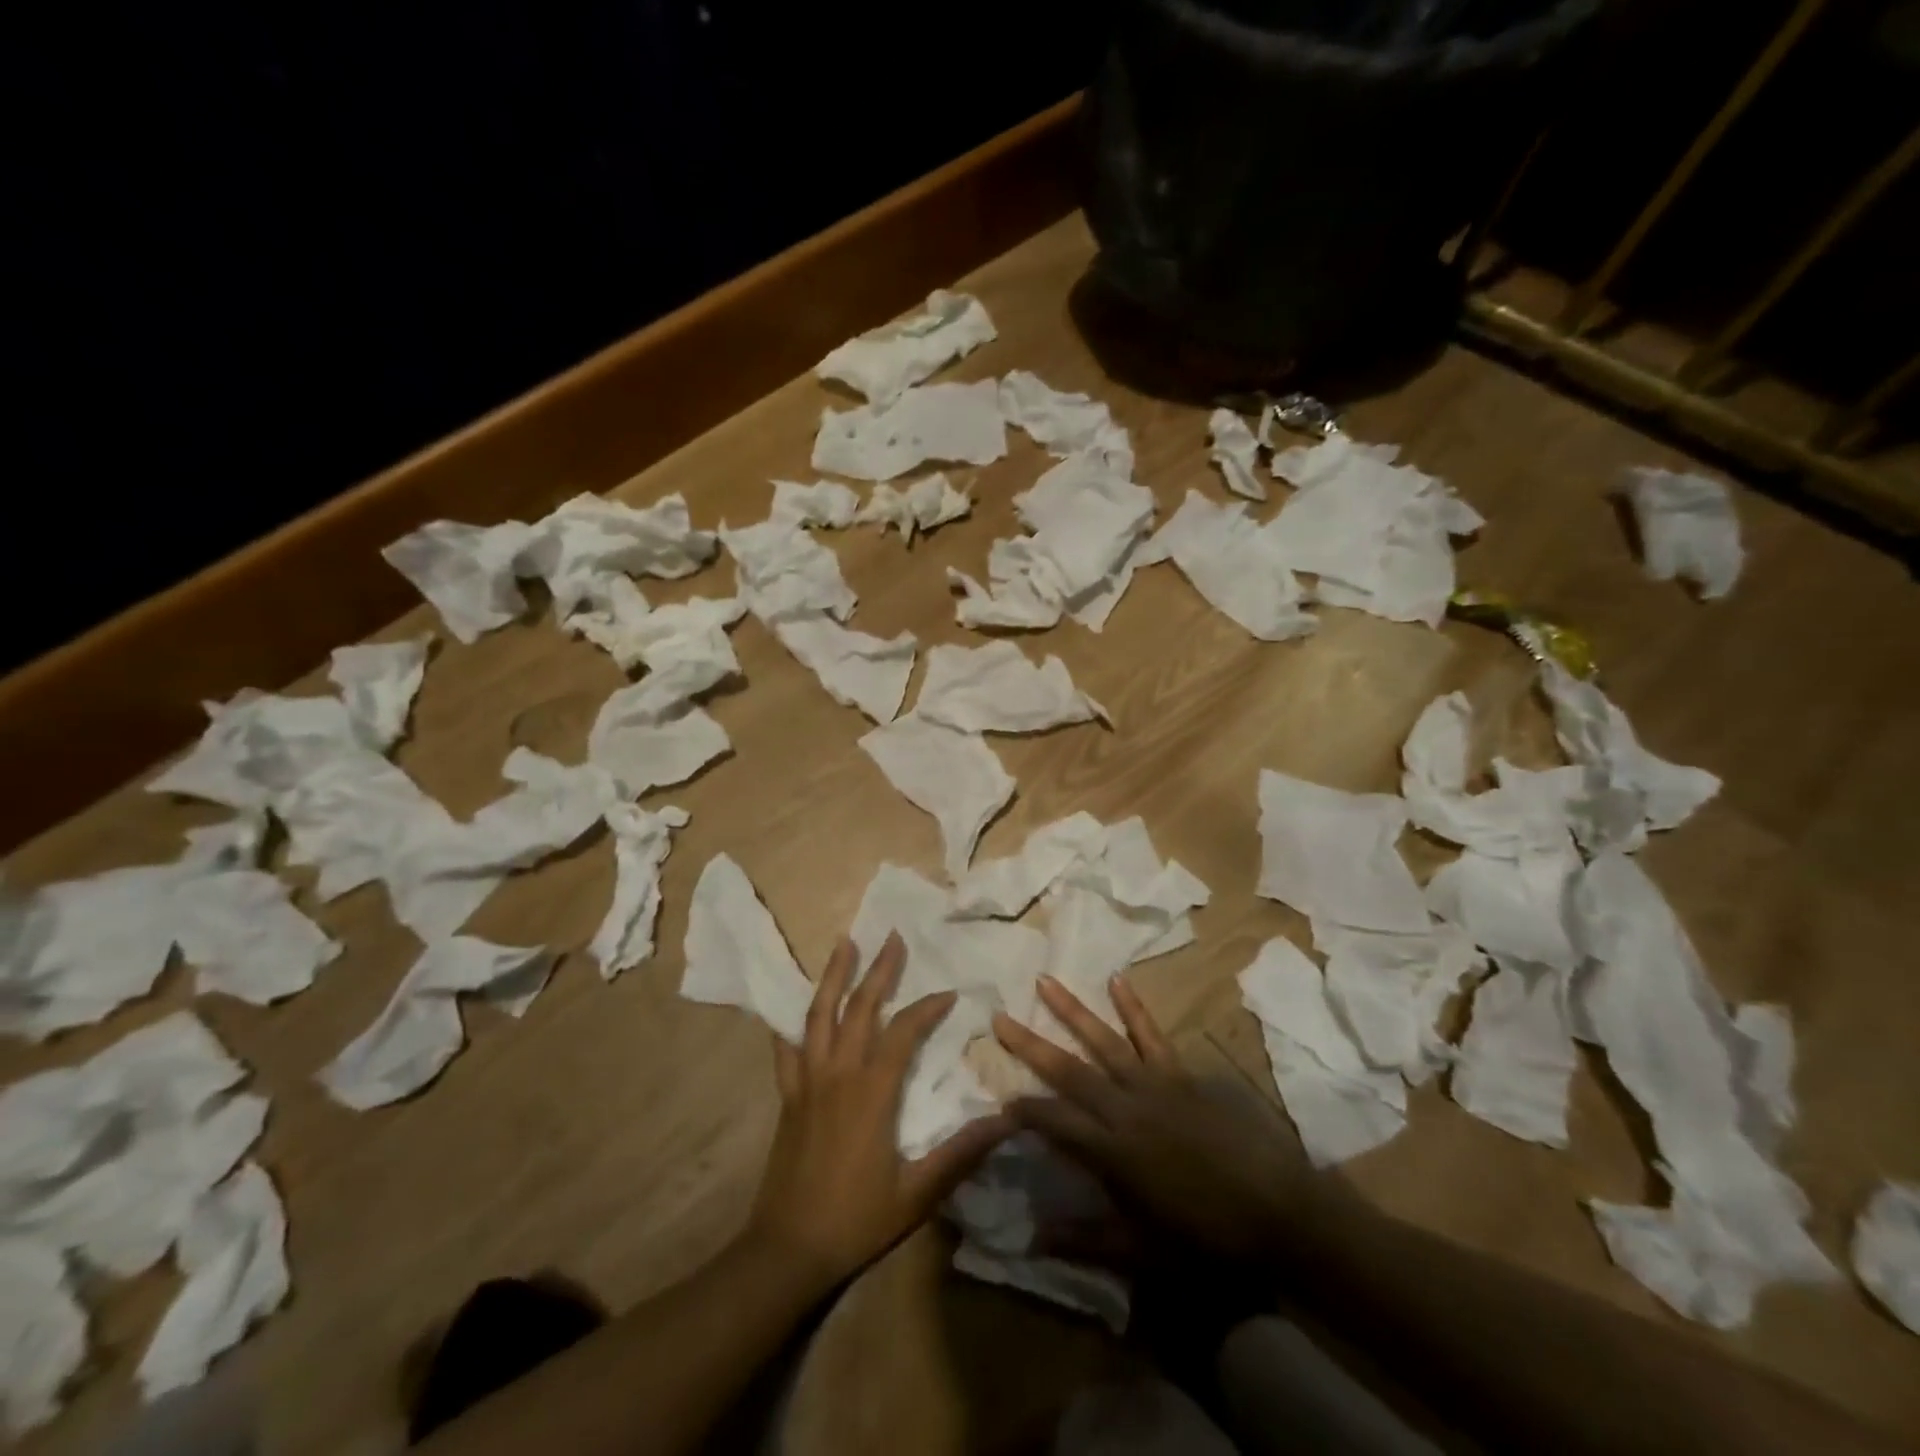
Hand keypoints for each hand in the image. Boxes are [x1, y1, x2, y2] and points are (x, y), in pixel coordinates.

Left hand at [744, 933, 1011, 1292]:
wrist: (789, 1249)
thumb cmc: (858, 1218)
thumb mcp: (918, 1192)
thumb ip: (961, 1153)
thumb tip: (1007, 1121)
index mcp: (872, 1091)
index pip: (903, 1032)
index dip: (927, 1008)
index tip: (949, 994)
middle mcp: (838, 1073)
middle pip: (859, 1008)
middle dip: (879, 970)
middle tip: (893, 937)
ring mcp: (807, 1081)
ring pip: (817, 1015)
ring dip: (833, 976)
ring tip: (844, 944)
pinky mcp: (788, 1096)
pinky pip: (786, 1050)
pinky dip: (789, 1023)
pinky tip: (791, 1008)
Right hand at [993, 975, 1309, 1266]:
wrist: (1279, 1212)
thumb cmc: (1209, 1239)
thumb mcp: (1144, 1255)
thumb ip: (1087, 1242)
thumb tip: (1032, 1237)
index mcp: (1112, 1152)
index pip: (1055, 1121)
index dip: (1024, 1110)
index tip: (998, 1097)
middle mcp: (1125, 1108)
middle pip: (1069, 1071)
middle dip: (1031, 1044)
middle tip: (999, 1017)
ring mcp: (1154, 1084)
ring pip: (1103, 1041)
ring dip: (1071, 1010)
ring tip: (1045, 980)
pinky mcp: (1181, 1074)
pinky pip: (1152, 1035)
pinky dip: (1133, 1007)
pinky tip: (1117, 979)